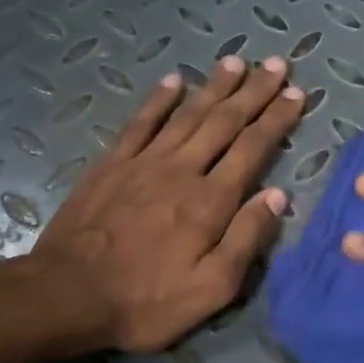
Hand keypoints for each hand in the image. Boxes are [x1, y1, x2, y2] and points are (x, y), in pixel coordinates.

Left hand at [32, 56, 304, 351]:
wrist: (67, 295)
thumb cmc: (146, 301)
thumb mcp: (211, 289)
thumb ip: (246, 239)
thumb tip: (278, 196)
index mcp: (210, 201)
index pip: (252, 149)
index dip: (276, 120)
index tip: (296, 94)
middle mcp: (181, 170)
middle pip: (224, 122)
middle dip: (253, 92)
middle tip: (276, 64)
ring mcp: (143, 162)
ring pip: (187, 114)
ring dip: (215, 86)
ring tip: (237, 62)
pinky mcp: (111, 164)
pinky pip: (141, 122)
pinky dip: (159, 99)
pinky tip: (174, 81)